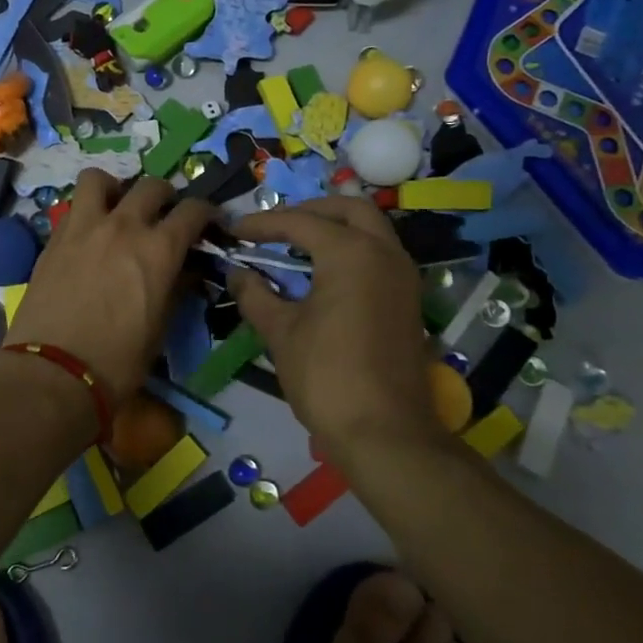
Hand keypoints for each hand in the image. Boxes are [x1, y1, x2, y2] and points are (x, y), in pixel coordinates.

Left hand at [5, 171, 215, 405]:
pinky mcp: (53, 238)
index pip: (192, 211)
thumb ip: (176, 288)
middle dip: (165, 196)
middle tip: (164, 216)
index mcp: (158, 248)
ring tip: (116, 208)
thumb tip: (186, 270)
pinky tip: (89, 235)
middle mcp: (123, 226)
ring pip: (99, 179)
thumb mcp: (160, 327)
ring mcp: (83, 227)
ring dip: (115, 188)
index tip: (207, 223)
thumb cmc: (118, 361)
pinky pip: (72, 206)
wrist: (53, 371)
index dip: (206, 213)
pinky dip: (86, 211)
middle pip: (151, 186)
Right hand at [227, 196, 447, 458]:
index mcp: (351, 253)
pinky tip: (324, 273)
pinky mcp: (409, 300)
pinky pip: (380, 255)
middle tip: (277, 226)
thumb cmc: (326, 375)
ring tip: (297, 245)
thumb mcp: (280, 332)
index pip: (300, 222)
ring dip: (336, 227)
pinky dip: (352, 249)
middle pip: (350, 208)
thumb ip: (255, 294)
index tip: (234, 231)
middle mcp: (384, 253)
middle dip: (311, 210)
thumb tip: (237, 272)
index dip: (262, 224)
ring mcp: (403, 276)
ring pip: (372, 229)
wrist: (385, 433)